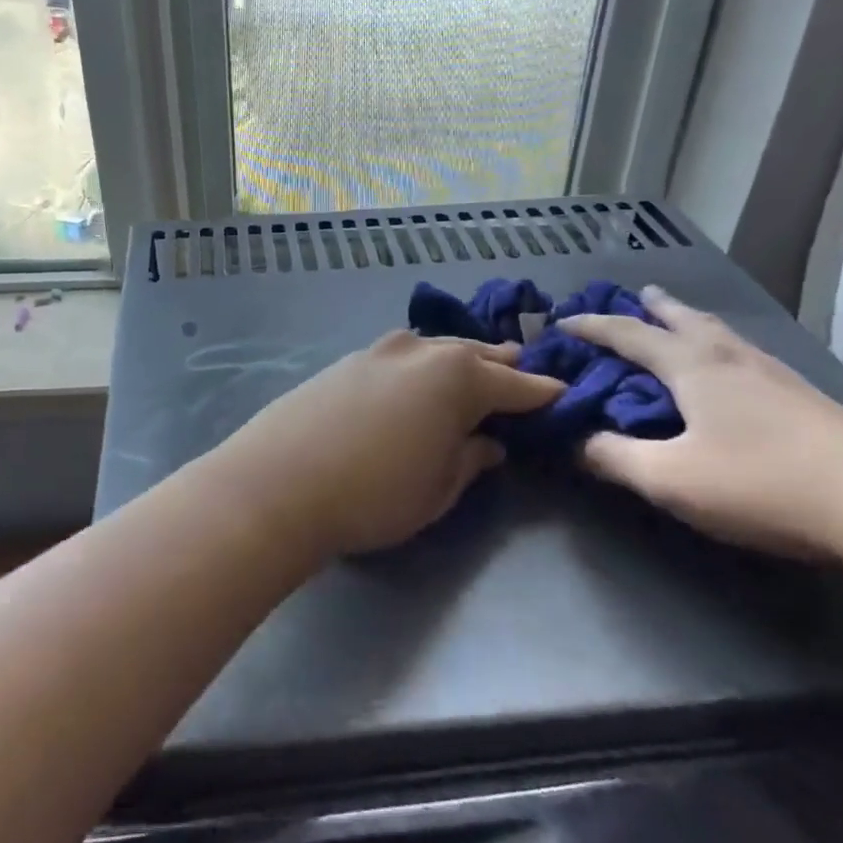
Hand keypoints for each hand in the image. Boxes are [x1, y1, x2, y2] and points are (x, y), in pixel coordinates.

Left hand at [216, 331, 563, 557]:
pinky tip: (416, 382)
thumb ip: (471, 458)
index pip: (517, 384)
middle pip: (476, 354)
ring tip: (472, 374)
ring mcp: (379, 350)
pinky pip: (401, 356)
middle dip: (503, 367)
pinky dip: (421, 365)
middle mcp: (422, 350)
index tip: (564, 398)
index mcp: (458, 377)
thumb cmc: (374, 494)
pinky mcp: (346, 360)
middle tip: (522, 378)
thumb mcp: (439, 488)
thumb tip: (490, 441)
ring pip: (435, 348)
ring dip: (459, 360)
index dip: (543, 395)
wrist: (279, 481)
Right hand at [558, 287, 842, 561]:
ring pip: (722, 334)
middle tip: (637, 293)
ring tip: (681, 320)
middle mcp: (731, 358)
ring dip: (692, 321)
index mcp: (692, 367)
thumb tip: (572, 441)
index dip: (592, 326)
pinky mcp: (808, 398)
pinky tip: (735, 369)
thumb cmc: (765, 484)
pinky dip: (722, 347)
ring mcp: (776, 375)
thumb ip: (613, 458)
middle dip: (654, 306)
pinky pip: (747, 355)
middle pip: (685, 319)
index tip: (563, 321)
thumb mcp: (671, 479)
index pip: (629, 334)